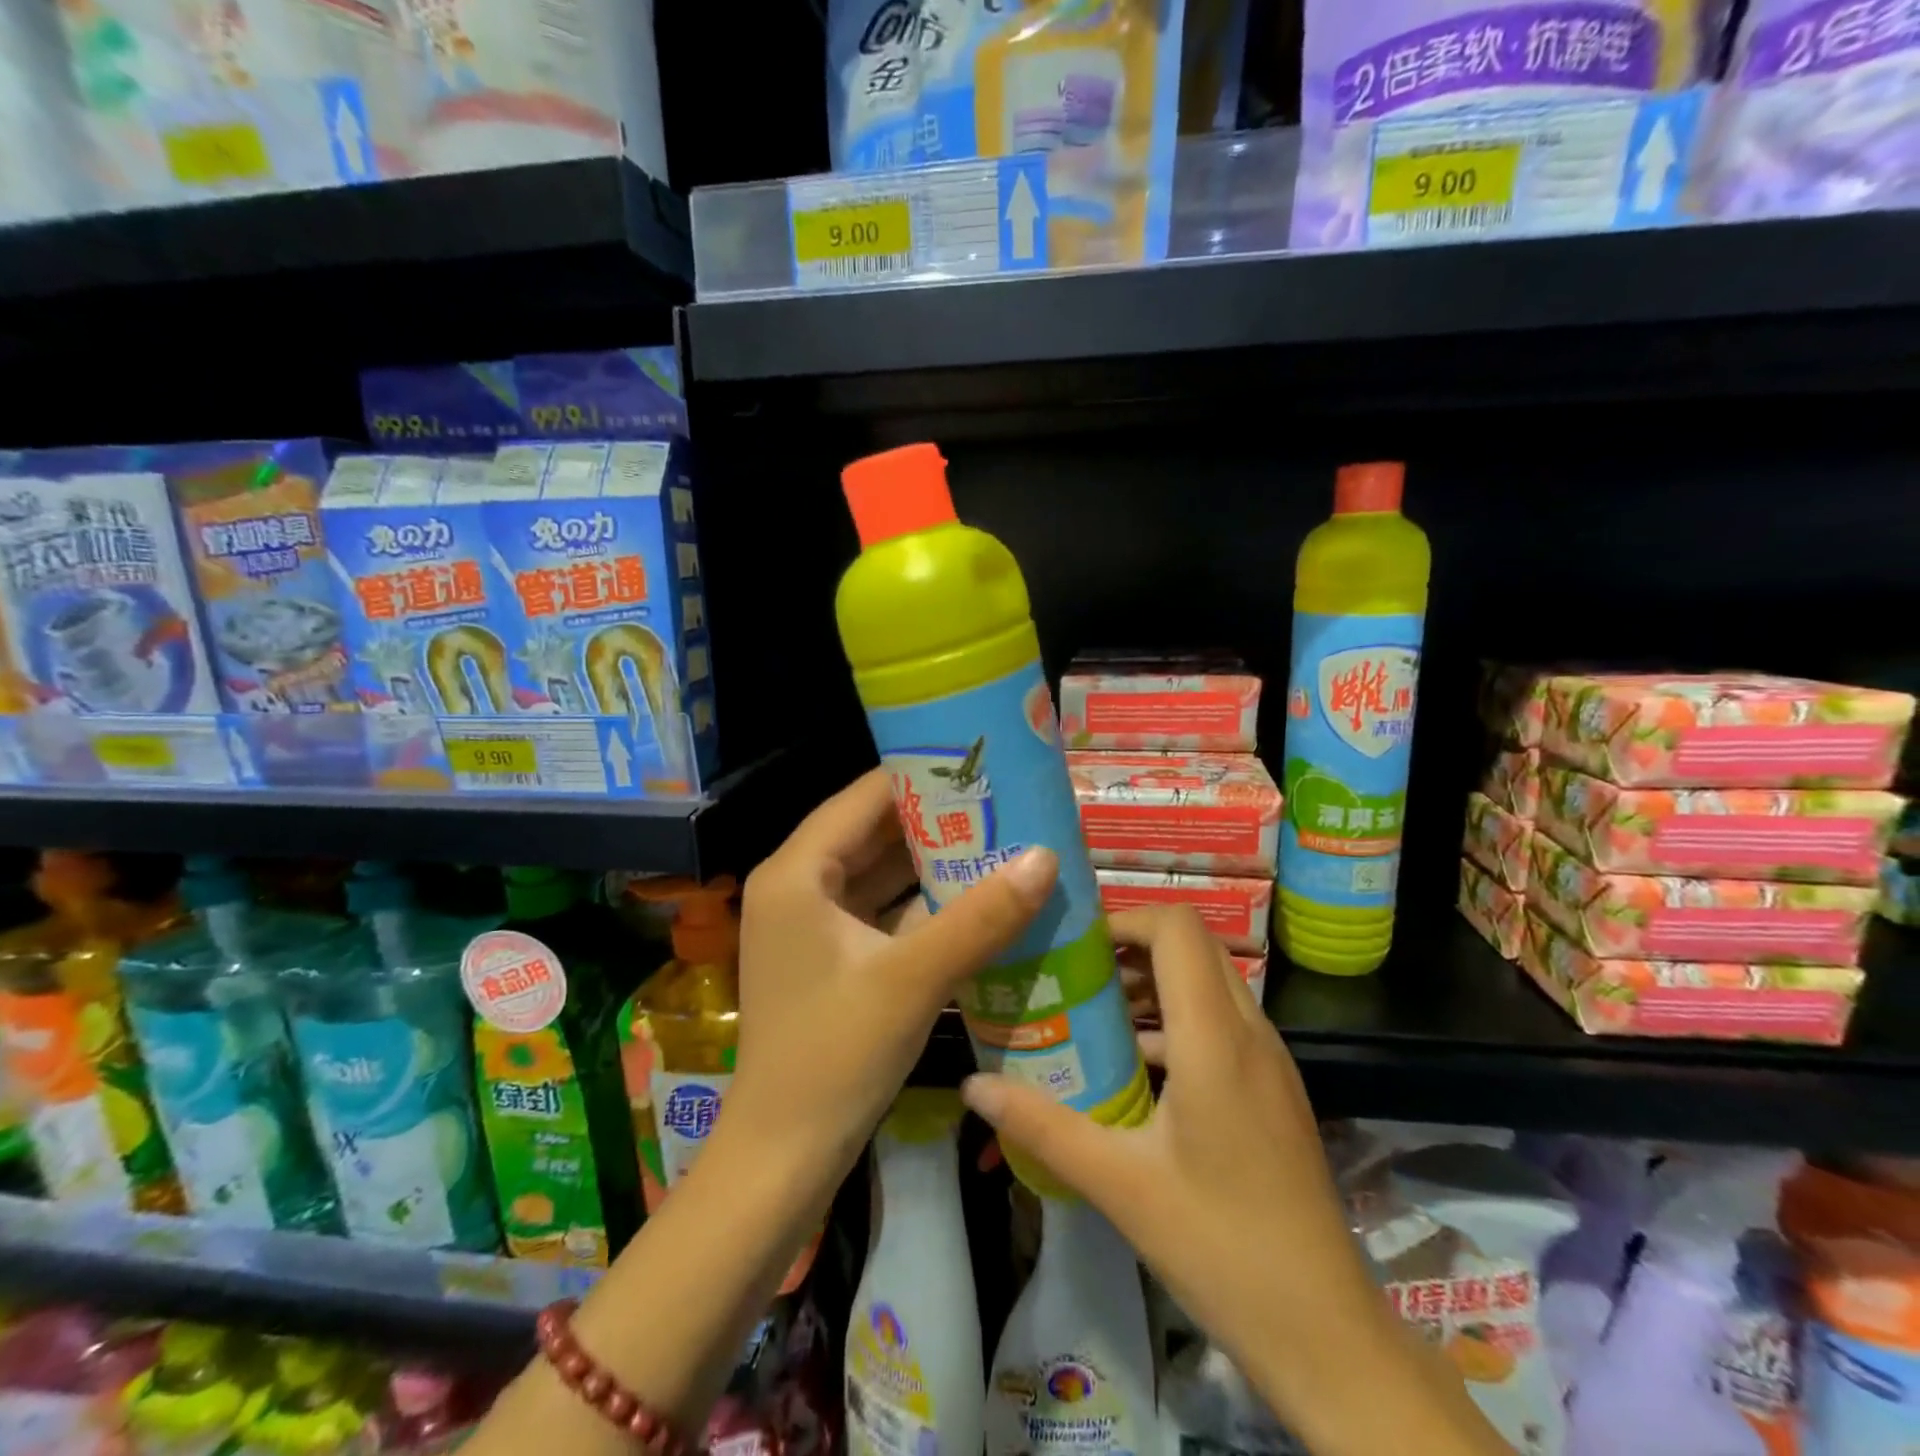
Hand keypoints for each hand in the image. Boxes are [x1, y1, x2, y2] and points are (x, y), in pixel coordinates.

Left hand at [721, 768, 1058, 1203]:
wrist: (783, 1158)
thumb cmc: (835, 1057)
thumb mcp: (913, 979)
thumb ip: (980, 916)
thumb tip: (1046, 855)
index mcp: (797, 872)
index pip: (864, 797)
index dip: (922, 776)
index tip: (983, 764)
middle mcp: (797, 885)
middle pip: (872, 831)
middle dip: (936, 819)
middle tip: (1005, 801)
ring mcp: (811, 923)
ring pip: (879, 872)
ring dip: (933, 861)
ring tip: (1000, 837)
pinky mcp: (830, 955)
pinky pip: (881, 909)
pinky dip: (922, 901)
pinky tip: (974, 896)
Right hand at [958, 906, 1414, 1442]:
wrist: (1325, 1330)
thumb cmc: (1219, 1245)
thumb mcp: (1118, 1183)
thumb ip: (1042, 1126)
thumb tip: (974, 1086)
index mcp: (1215, 1038)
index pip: (1178, 928)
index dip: (1126, 919)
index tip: (1076, 945)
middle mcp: (1250, 1032)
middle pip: (1194, 946)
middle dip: (1133, 946)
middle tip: (1076, 972)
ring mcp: (1269, 1059)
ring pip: (1210, 983)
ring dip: (1154, 983)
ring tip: (1094, 1012)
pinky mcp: (1274, 1087)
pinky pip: (1222, 1022)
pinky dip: (1176, 1019)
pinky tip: (1137, 1068)